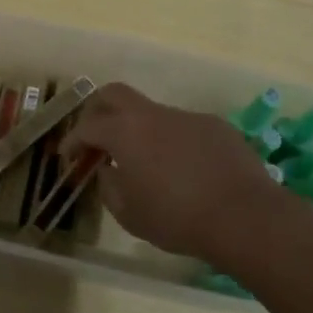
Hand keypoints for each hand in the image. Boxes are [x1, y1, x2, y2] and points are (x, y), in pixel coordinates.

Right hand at [61, 82, 282, 264]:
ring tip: (147, 164)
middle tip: (96, 136)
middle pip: (115, 94)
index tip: (68, 155)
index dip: (73, 139)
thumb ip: (110, 188)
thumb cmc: (177, 218)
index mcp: (125, 132)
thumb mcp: (130, 214)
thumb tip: (109, 170)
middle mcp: (153, 114)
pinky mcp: (215, 126)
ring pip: (152, 113)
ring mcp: (187, 116)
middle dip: (98, 110)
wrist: (244, 216)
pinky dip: (173, 142)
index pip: (88, 126)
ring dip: (141, 131)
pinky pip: (184, 128)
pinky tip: (185, 170)